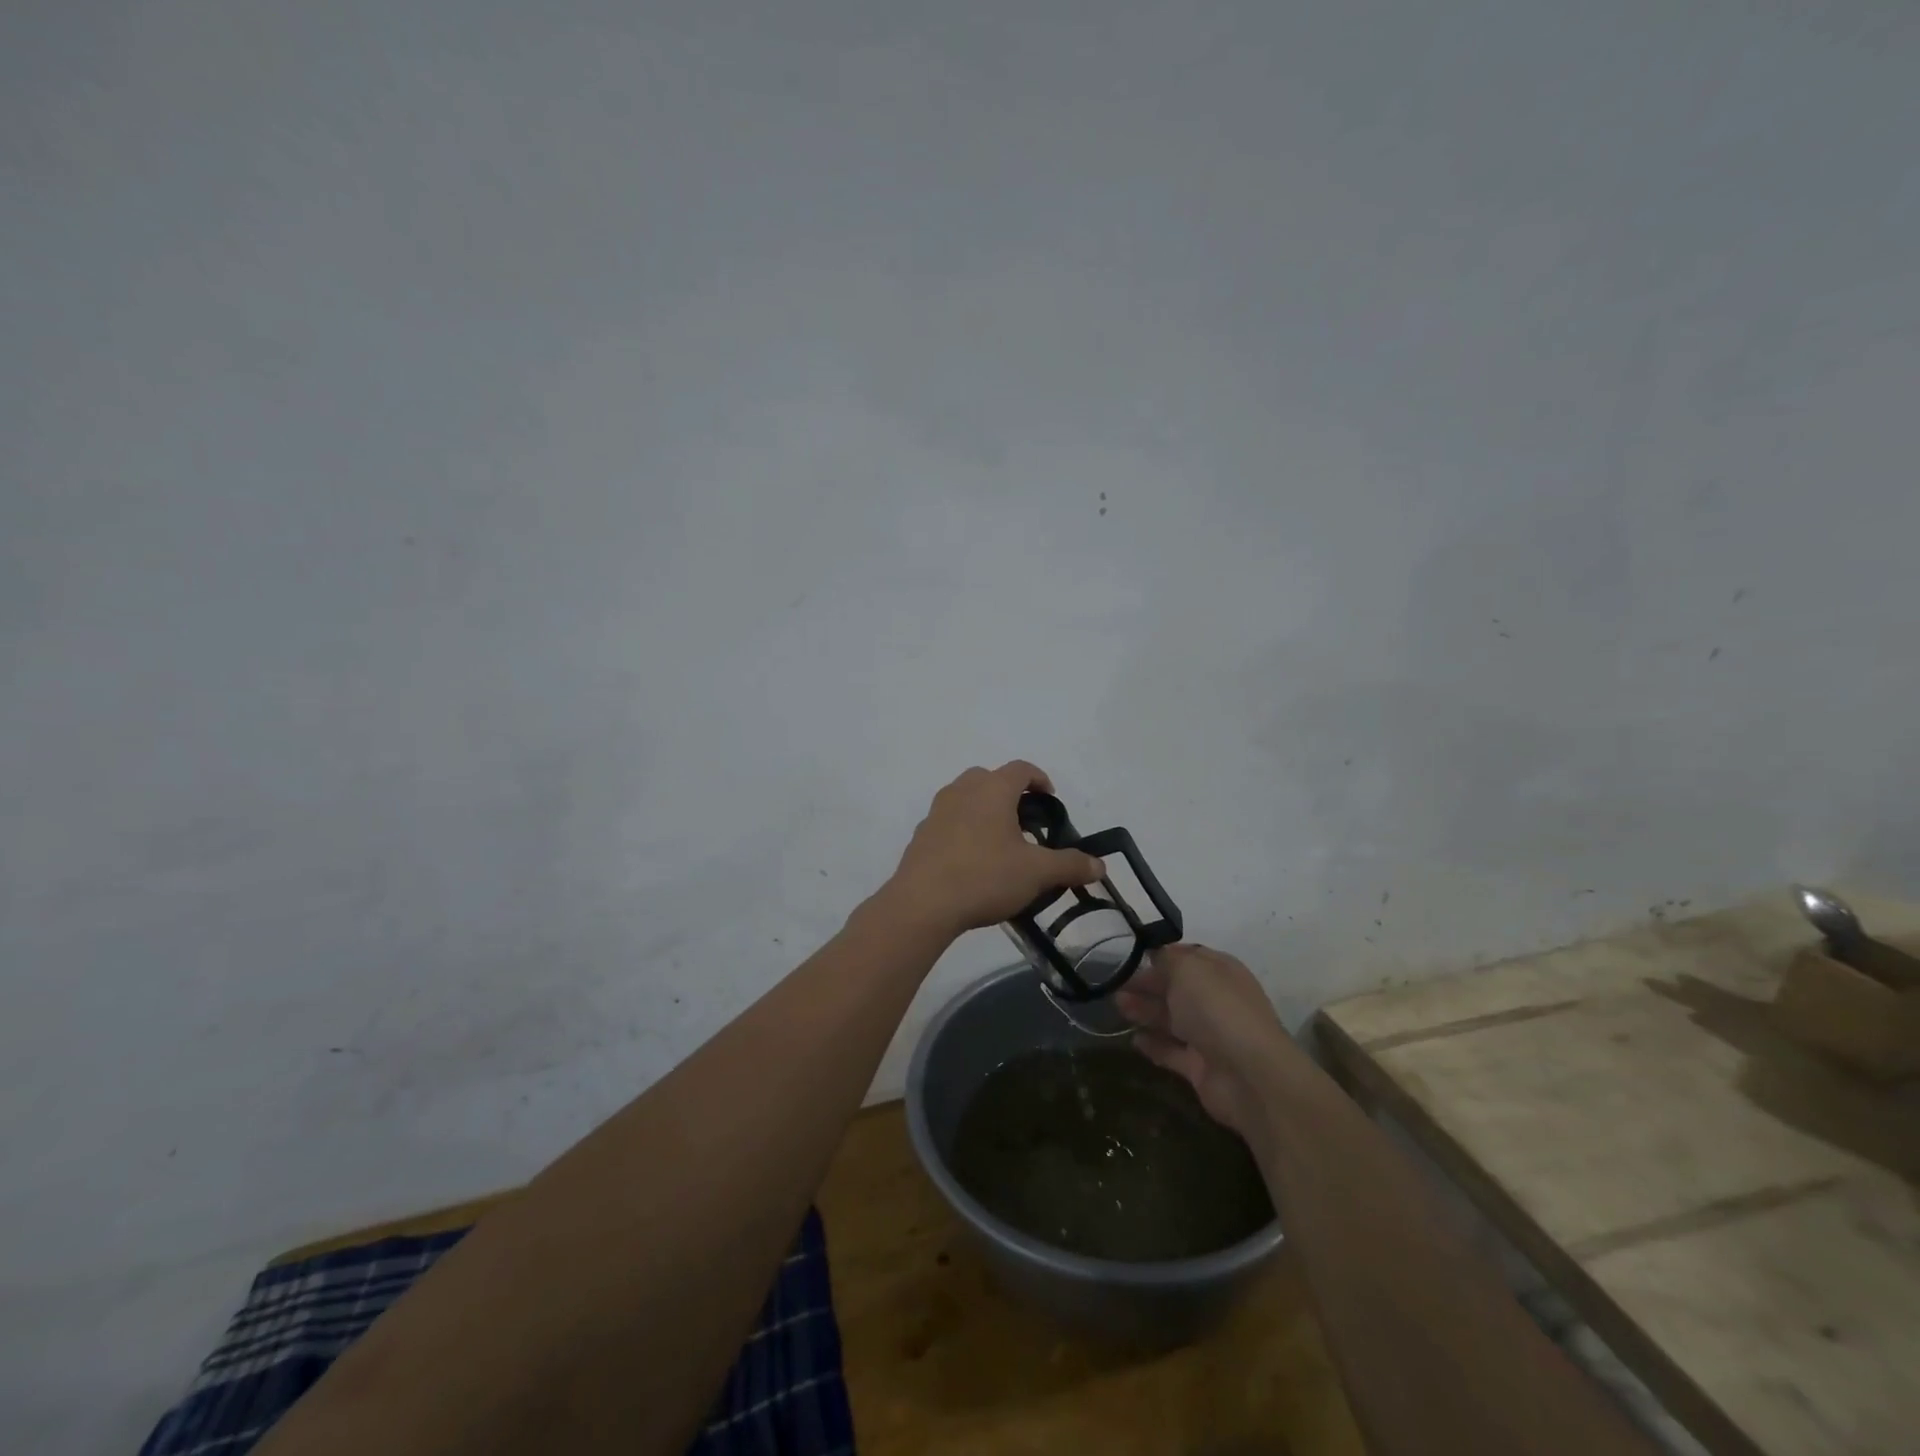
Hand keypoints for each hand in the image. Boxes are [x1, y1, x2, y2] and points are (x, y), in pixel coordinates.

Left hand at [884, 762, 1104, 937]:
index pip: (1021, 769)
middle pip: (989, 778)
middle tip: (1025, 821)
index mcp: (992, 790)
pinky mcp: (921, 835)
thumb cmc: (985, 876)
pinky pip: (948, 822)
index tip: (1051, 799)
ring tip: (1000, 842)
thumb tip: (1100, 865)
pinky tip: (972, 861)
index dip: (1040, 779)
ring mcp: (936, 812)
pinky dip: (963, 830)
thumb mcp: (1037, 873)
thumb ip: (1070, 865)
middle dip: (1009, 793)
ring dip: (984, 810)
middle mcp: (962, 791)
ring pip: (965, 798)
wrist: (923, 904)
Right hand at [1115, 943, 1307, 1137]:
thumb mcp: (1188, 969)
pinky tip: (1133, 1040)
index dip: (1160, 955)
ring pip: (1171, 1019)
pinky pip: (1172, 1052)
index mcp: (1220, 971)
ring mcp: (1209, 1035)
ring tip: (1117, 1006)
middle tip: (1114, 983)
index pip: (1187, 957)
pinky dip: (1153, 1045)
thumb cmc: (1217, 1009)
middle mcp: (1216, 1000)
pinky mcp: (1200, 1067)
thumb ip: (1168, 958)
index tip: (1129, 955)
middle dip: (1146, 984)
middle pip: (1176, 988)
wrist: (1248, 1075)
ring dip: (1145, 1011)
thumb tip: (1156, 954)